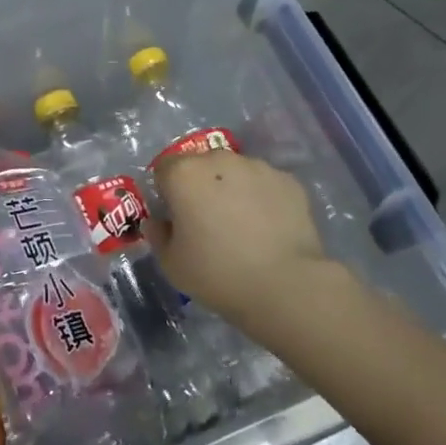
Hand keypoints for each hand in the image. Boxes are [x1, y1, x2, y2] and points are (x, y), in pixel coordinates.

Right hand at [144, 151, 336, 320]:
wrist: (285, 285)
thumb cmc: (218, 273)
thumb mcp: (171, 264)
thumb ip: (157, 235)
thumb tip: (158, 221)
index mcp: (184, 174)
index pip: (164, 168)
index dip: (166, 190)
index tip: (175, 216)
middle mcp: (220, 159)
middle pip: (201, 165)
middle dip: (200, 186)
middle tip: (208, 221)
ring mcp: (258, 166)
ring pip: (235, 172)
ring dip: (232, 189)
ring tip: (243, 226)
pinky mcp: (288, 180)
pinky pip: (265, 185)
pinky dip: (262, 199)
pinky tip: (268, 228)